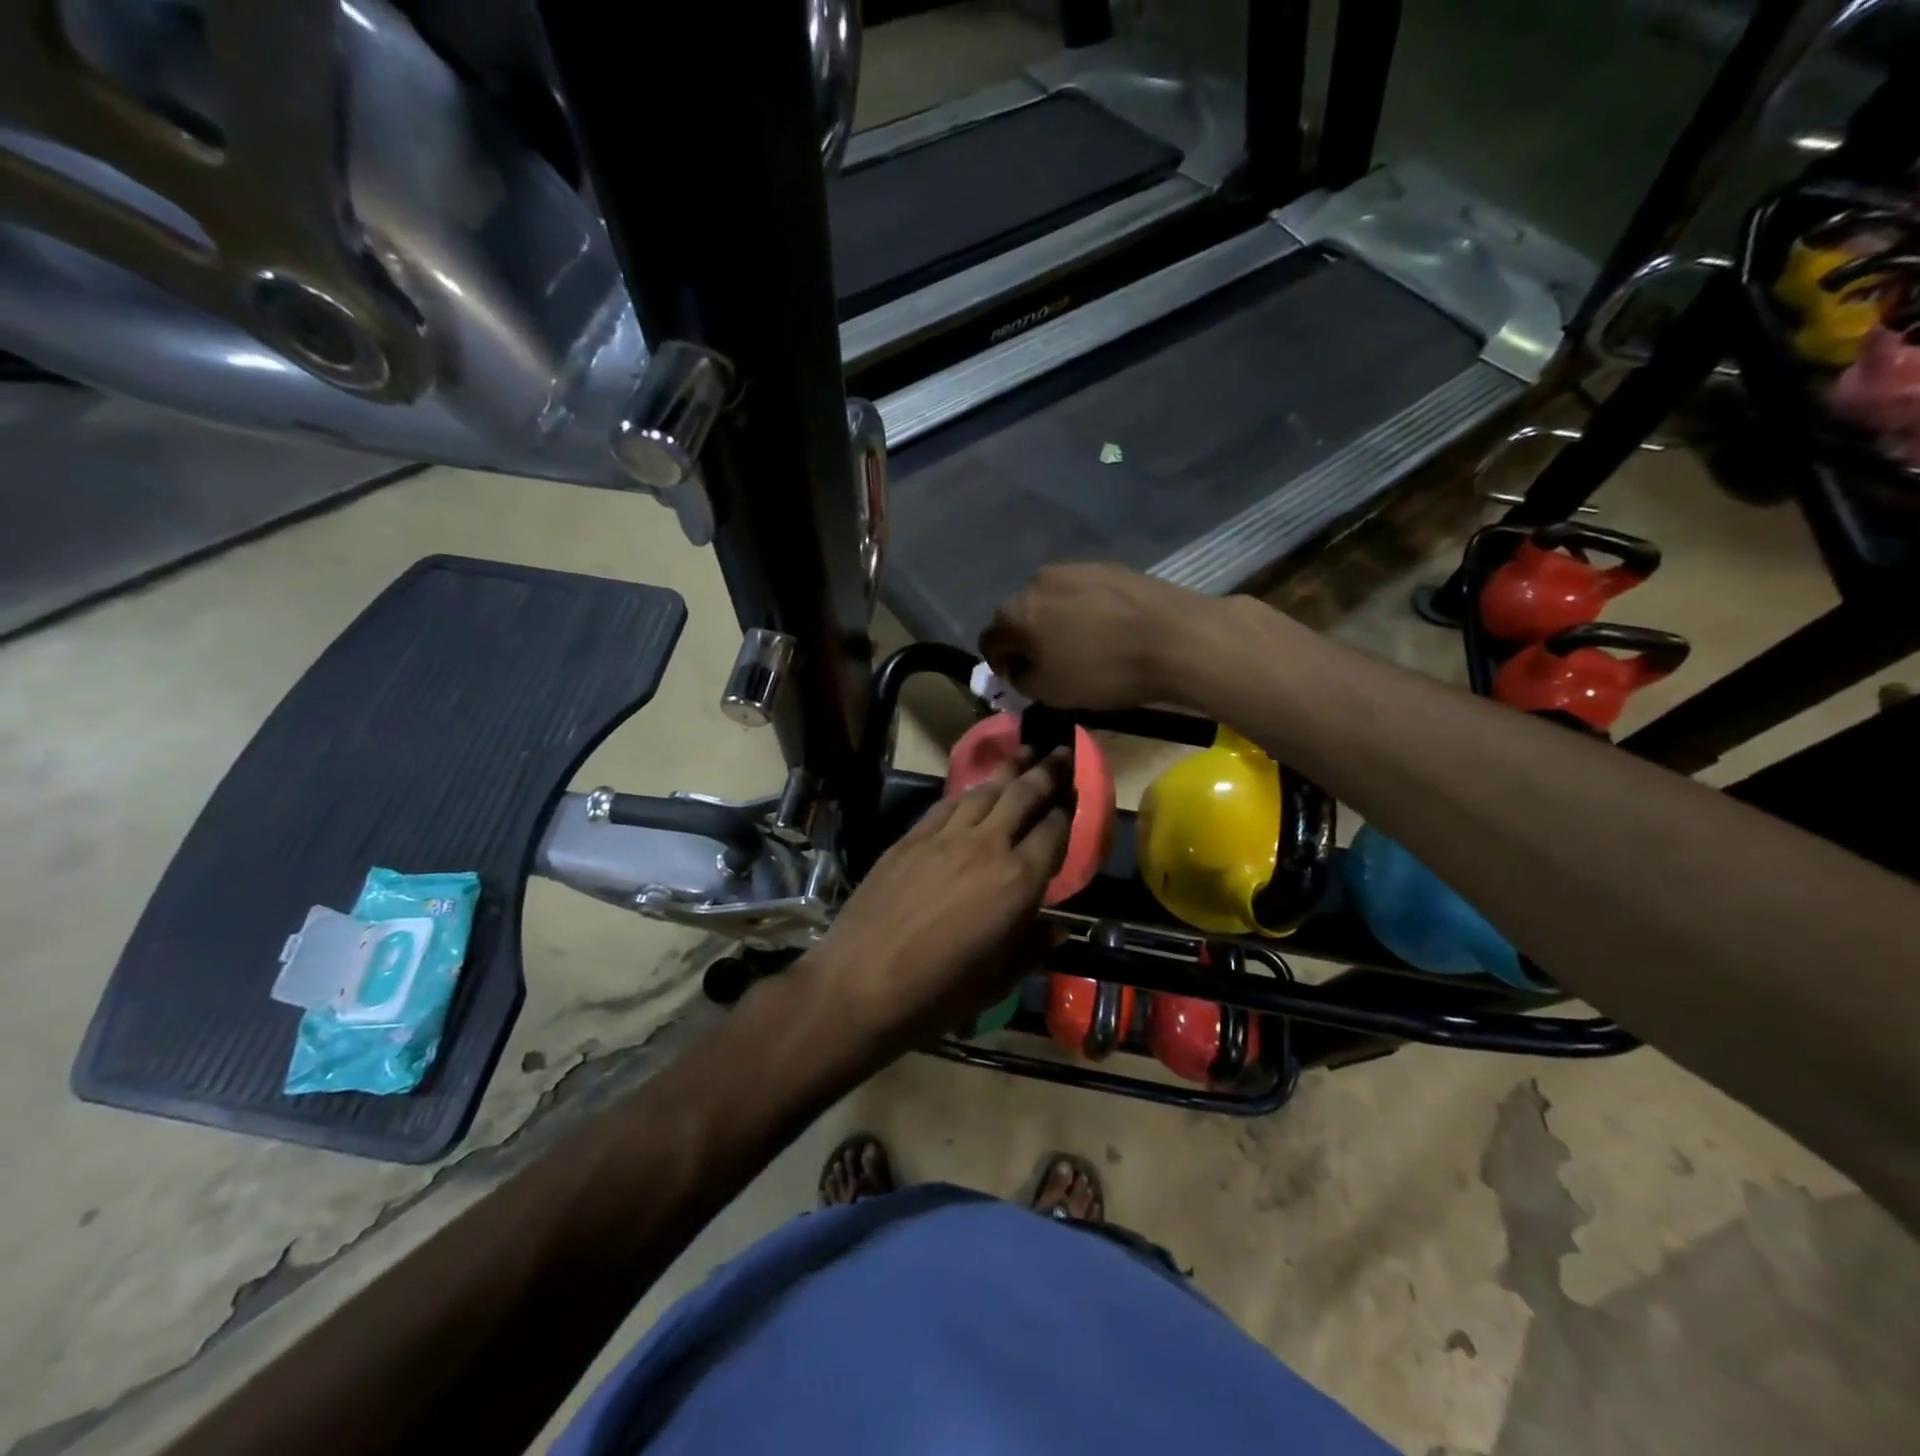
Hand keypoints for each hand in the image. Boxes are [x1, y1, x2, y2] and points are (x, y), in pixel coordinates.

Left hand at [806, 751, 1071, 1051]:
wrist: (860, 983)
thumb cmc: (937, 993)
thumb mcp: (997, 982)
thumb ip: (1032, 949)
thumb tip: (1058, 931)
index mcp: (1018, 881)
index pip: (1055, 831)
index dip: (1069, 810)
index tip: (1077, 795)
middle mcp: (987, 846)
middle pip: (1024, 795)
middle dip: (1048, 771)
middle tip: (1063, 752)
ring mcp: (945, 836)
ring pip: (985, 791)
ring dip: (1009, 769)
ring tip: (1026, 753)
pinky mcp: (911, 837)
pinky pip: (948, 804)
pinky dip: (969, 792)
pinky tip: (975, 788)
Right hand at [979, 564, 1216, 710]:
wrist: (1176, 638)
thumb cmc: (1105, 671)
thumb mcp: (1052, 692)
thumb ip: (1023, 680)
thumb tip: (1020, 668)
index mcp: (1016, 612)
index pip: (990, 638)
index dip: (998, 663)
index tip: (1016, 679)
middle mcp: (1038, 581)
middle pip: (1020, 614)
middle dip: (1026, 638)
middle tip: (1046, 663)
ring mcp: (1076, 568)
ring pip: (1052, 600)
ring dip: (1055, 621)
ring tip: (1079, 644)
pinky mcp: (1110, 567)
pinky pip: (1083, 593)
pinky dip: (1084, 611)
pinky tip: (1106, 629)